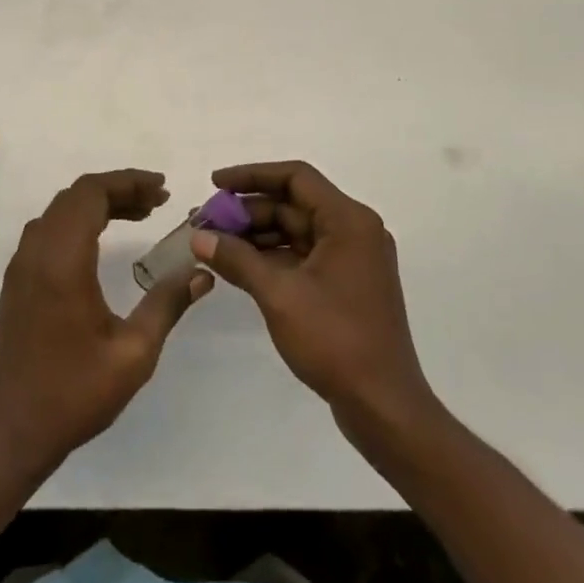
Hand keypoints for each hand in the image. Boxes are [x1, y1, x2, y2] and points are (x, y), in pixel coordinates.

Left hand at [0, 169, 211, 477]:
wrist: (11, 433)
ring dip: (98, 203)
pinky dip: (78, 220)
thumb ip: (167, 304)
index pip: (92, 194)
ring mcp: (21, 265)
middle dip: (119, 189)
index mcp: (62, 261)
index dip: (128, 182)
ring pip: (61, 210)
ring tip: (139, 214)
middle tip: (158, 201)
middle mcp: (37, 252)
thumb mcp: (134, 354)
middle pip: (77, 195)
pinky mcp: (17, 280)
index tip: (163, 189)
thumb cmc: (74, 395)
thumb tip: (203, 271)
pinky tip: (103, 240)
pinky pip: (49, 229)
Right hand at [192, 161, 433, 432]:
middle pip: (293, 204)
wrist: (385, 407)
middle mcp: (354, 230)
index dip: (252, 175)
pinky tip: (238, 265)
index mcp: (348, 221)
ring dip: (256, 235)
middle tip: (204, 222)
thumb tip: (198, 237)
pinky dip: (272, 257)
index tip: (215, 184)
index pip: (296, 177)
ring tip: (213, 243)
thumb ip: (238, 259)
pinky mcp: (345, 284)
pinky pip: (303, 255)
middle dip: (247, 211)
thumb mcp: (280, 295)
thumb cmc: (336, 340)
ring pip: (296, 231)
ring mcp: (351, 259)